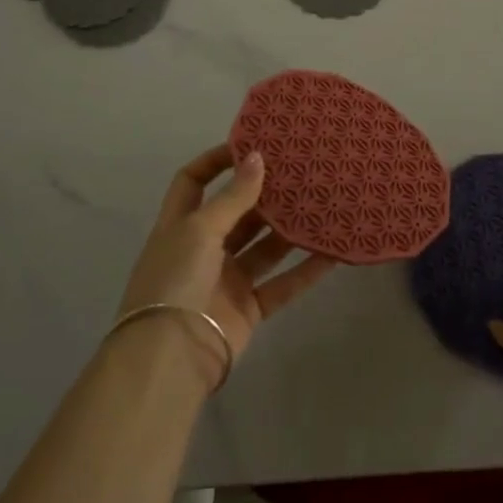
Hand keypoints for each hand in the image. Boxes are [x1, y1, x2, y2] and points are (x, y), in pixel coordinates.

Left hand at [117, 146, 334, 381]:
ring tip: (322, 203)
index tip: (252, 145)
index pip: (194, 181)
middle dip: (264, 193)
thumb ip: (233, 197)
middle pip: (236, 213)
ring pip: (264, 247)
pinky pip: (282, 284)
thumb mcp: (199, 230)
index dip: (217, 161)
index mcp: (180, 225)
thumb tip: (257, 156)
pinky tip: (332, 253)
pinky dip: (306, 271)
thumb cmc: (176, 280)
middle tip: (299, 171)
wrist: (171, 357)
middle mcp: (202, 249)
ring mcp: (226, 280)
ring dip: (289, 229)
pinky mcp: (248, 309)